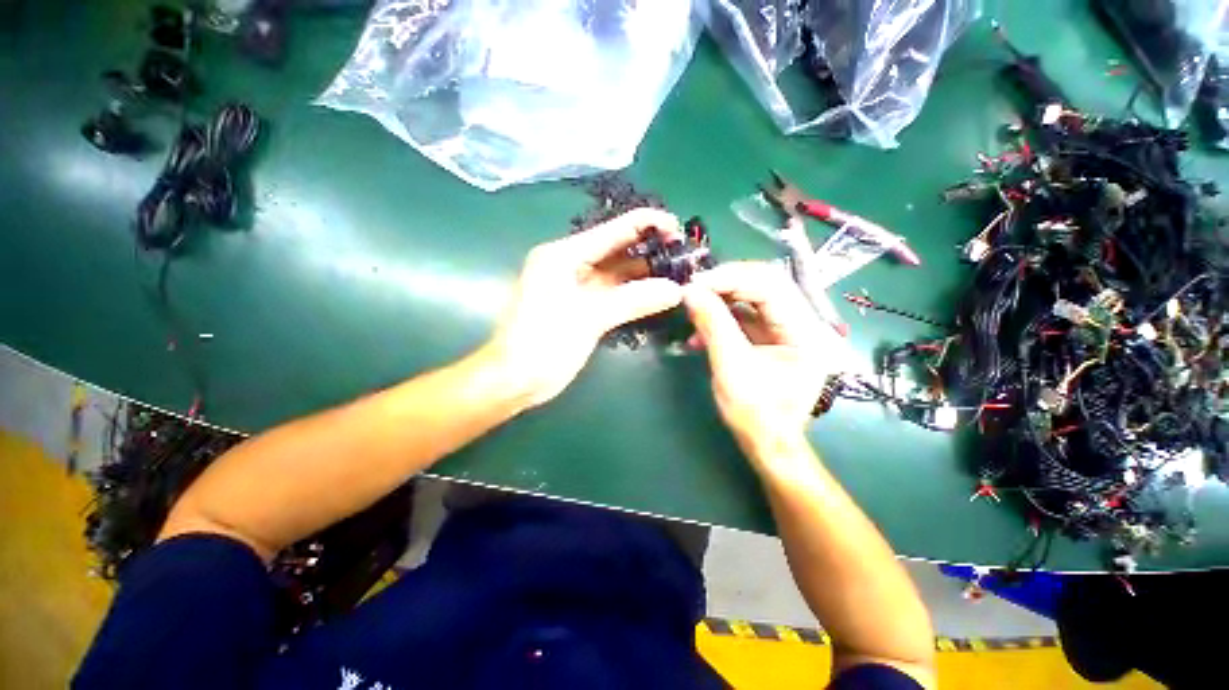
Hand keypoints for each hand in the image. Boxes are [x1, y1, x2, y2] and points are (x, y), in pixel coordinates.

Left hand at [485, 208, 684, 407]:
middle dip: (650, 250)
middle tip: (685, 255)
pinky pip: (612, 293)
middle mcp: (570, 264)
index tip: (679, 229)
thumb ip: (634, 300)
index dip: (648, 224)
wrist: (515, 380)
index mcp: (564, 255)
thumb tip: (676, 290)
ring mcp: (576, 287)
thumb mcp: (589, 317)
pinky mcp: (581, 307)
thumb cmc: (543, 343)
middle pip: (616, 250)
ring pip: (616, 274)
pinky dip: (633, 294)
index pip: (613, 230)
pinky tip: (657, 294)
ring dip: (644, 274)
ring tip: (679, 274)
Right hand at [682, 262, 835, 457]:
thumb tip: (689, 291)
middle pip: (764, 286)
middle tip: (692, 290)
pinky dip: (721, 319)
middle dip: (724, 285)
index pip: (771, 286)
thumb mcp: (730, 367)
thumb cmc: (755, 413)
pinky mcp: (771, 338)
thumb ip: (713, 325)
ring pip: (752, 299)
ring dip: (719, 301)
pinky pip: (745, 317)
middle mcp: (804, 324)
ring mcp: (787, 331)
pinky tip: (699, 333)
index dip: (731, 278)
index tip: (696, 284)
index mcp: (806, 332)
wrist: (765, 444)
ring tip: (692, 309)